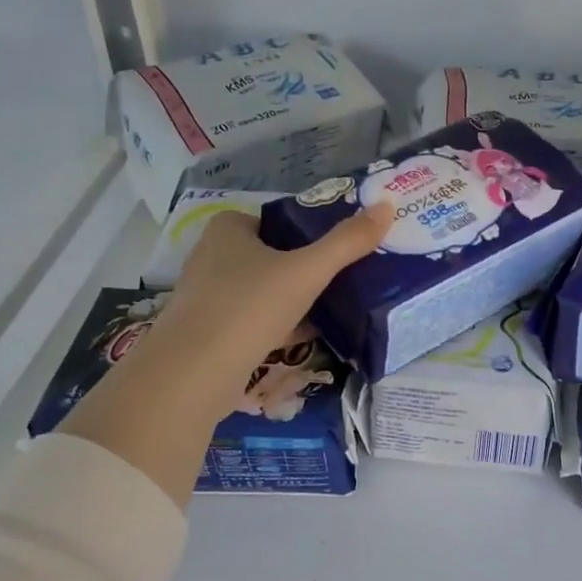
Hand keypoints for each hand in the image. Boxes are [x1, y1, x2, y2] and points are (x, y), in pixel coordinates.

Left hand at [141, 204, 393, 421]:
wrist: (193, 375)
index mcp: (228, 230)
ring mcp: (207, 297)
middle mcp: (211, 257)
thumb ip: (347, 242)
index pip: (275, 221)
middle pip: (270, 257)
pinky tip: (305, 338)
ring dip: (292, 300)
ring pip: (261, 291)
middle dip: (302, 269)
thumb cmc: (249, 307)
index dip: (307, 232)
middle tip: (343, 279)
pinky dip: (278, 326)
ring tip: (333, 308)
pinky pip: (253, 321)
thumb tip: (389, 205)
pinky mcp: (208, 333)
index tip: (339, 250)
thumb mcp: (307, 271)